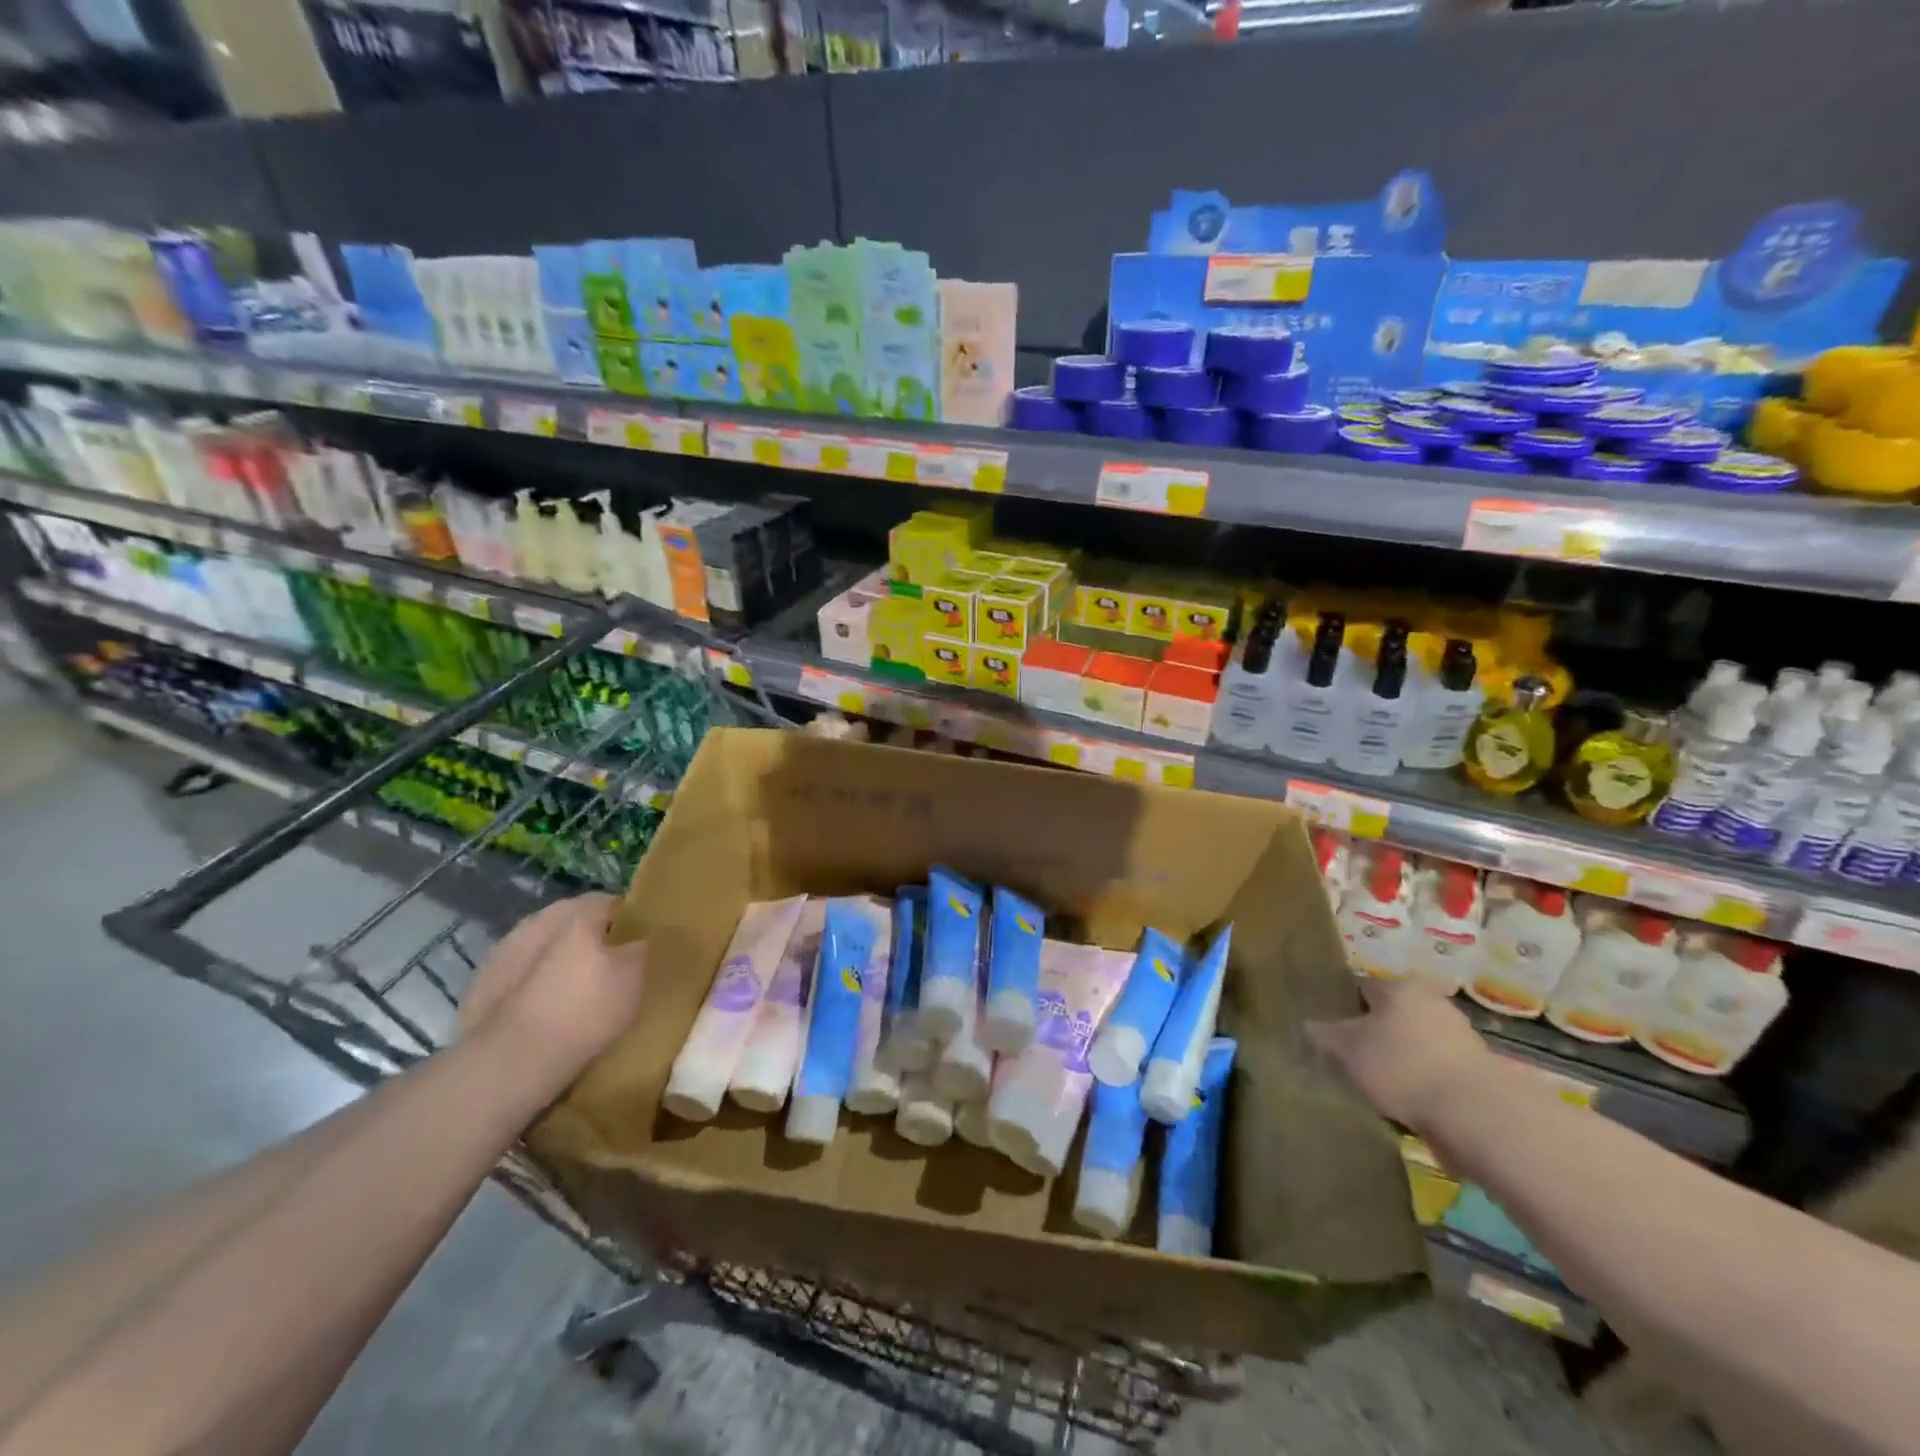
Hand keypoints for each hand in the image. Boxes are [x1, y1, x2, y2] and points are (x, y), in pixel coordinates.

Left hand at [467, 895, 647, 1083]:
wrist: (510, 1062)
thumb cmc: (585, 1009)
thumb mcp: (636, 975)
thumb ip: (644, 944)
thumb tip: (646, 933)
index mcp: (577, 911)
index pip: (613, 903)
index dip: (630, 923)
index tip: (640, 947)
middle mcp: (538, 919)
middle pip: (576, 922)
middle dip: (592, 939)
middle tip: (611, 970)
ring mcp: (504, 950)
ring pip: (545, 946)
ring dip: (560, 960)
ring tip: (576, 993)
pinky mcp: (482, 983)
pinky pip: (521, 973)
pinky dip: (535, 984)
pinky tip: (545, 1010)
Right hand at [1306, 978, 1495, 1130]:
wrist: (1477, 1115)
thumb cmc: (1402, 1066)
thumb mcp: (1345, 1049)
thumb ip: (1320, 1035)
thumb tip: (1304, 1028)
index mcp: (1400, 987)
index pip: (1360, 989)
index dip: (1341, 1011)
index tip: (1331, 1037)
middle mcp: (1433, 1001)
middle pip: (1390, 1016)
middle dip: (1373, 1037)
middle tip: (1353, 1064)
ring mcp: (1460, 1035)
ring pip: (1414, 1044)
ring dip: (1399, 1061)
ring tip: (1380, 1090)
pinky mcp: (1478, 1070)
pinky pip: (1435, 1070)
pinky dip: (1422, 1083)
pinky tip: (1410, 1104)